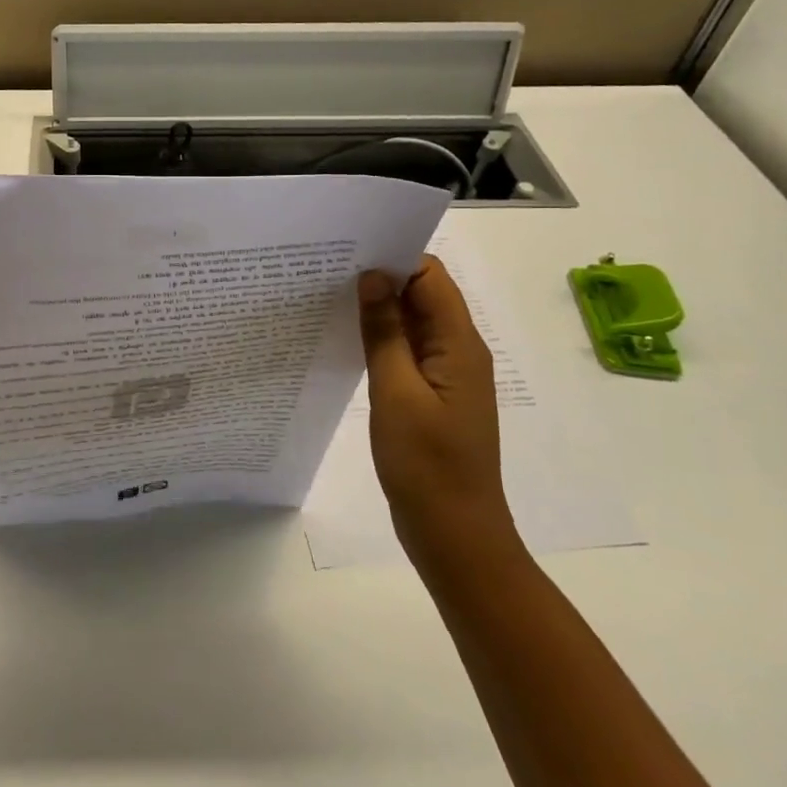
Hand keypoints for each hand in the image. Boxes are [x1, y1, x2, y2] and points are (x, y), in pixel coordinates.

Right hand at [357, 257, 520, 569]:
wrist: (454, 534)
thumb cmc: (426, 464)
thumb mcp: (396, 392)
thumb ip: (384, 332)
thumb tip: (372, 277)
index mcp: (459, 344)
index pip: (430, 276)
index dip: (394, 258)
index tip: (348, 253)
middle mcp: (458, 351)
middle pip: (422, 295)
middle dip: (380, 278)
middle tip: (326, 272)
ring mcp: (446, 375)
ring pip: (412, 322)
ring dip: (378, 309)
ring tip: (328, 298)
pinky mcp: (432, 395)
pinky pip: (407, 351)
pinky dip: (381, 338)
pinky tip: (346, 339)